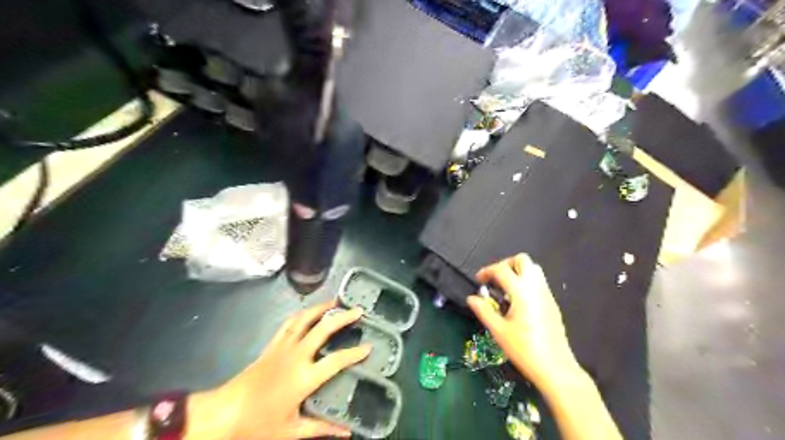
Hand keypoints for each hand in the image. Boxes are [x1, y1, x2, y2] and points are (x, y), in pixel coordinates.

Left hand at [219, 300, 368, 437]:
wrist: (224, 412)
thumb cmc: (258, 424)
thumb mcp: (292, 431)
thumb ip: (321, 429)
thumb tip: (347, 433)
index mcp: (304, 377)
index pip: (337, 360)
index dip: (355, 353)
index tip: (369, 346)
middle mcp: (296, 356)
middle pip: (323, 329)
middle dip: (342, 317)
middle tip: (357, 310)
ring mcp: (283, 347)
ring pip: (305, 319)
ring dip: (321, 308)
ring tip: (335, 301)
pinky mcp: (272, 345)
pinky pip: (288, 324)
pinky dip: (301, 314)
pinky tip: (309, 312)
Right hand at [465, 254, 580, 387]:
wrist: (555, 367)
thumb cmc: (524, 349)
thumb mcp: (498, 331)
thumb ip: (483, 311)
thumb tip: (471, 298)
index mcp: (521, 292)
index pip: (502, 270)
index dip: (487, 271)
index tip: (478, 281)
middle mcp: (536, 287)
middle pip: (522, 260)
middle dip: (506, 264)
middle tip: (495, 280)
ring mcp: (547, 294)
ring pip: (533, 269)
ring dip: (517, 272)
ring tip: (505, 289)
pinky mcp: (552, 303)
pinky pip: (539, 281)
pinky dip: (526, 282)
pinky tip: (518, 301)